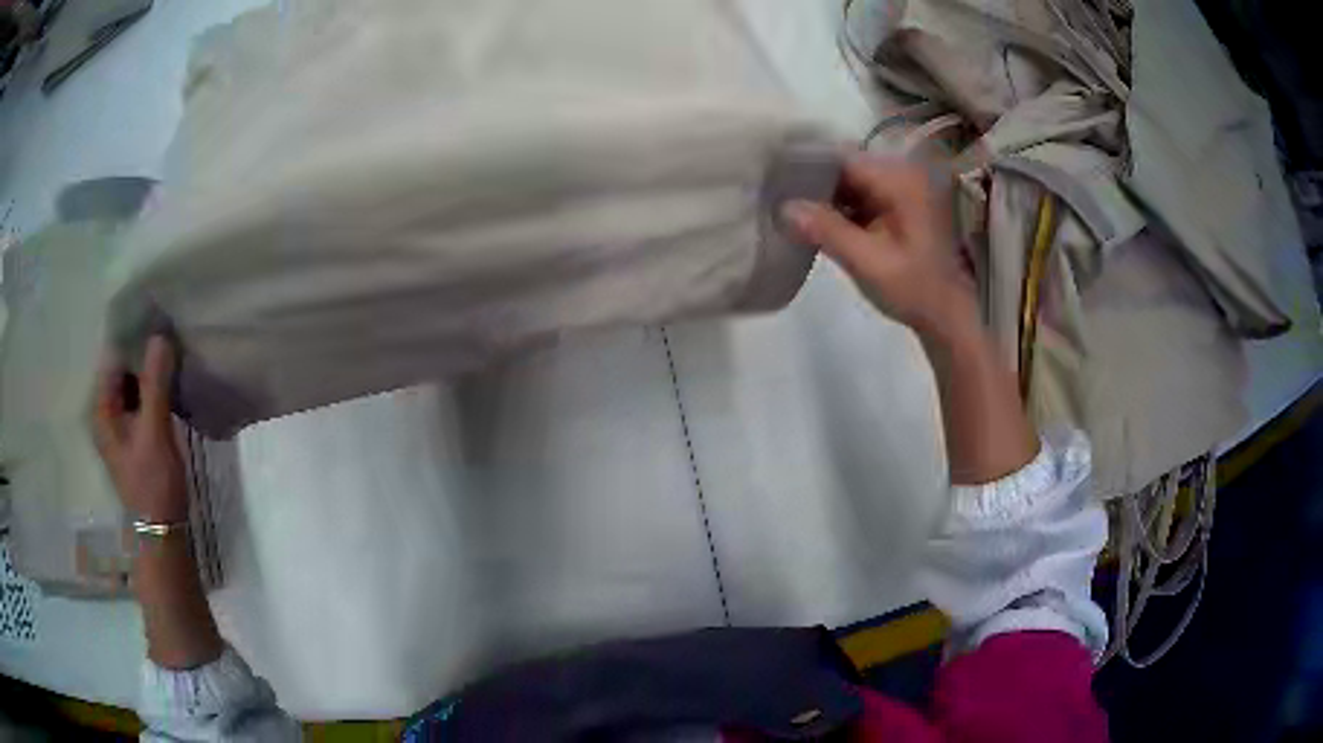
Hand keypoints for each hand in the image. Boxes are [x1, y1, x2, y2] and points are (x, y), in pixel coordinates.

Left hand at [92, 335, 188, 523]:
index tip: (159, 321)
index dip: (134, 337)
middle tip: (171, 335)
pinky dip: (154, 387)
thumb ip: (154, 383)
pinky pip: (141, 398)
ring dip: (151, 370)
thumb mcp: (154, 431)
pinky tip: (171, 381)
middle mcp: (105, 411)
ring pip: (133, 382)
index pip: (113, 356)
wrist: (164, 531)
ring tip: (174, 352)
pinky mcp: (134, 434)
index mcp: (101, 408)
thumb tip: (160, 335)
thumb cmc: (153, 483)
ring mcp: (120, 424)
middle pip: (123, 368)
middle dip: (144, 351)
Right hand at [782, 156, 976, 337]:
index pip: (842, 158)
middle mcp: (901, 174)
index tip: (773, 179)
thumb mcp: (869, 263)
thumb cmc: (916, 290)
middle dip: (811, 182)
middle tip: (773, 197)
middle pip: (844, 167)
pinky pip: (858, 197)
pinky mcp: (896, 206)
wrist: (949, 315)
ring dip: (822, 197)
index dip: (807, 166)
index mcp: (899, 179)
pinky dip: (837, 208)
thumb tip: (783, 207)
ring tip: (785, 208)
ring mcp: (899, 190)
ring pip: (848, 182)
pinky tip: (811, 221)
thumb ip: (827, 231)